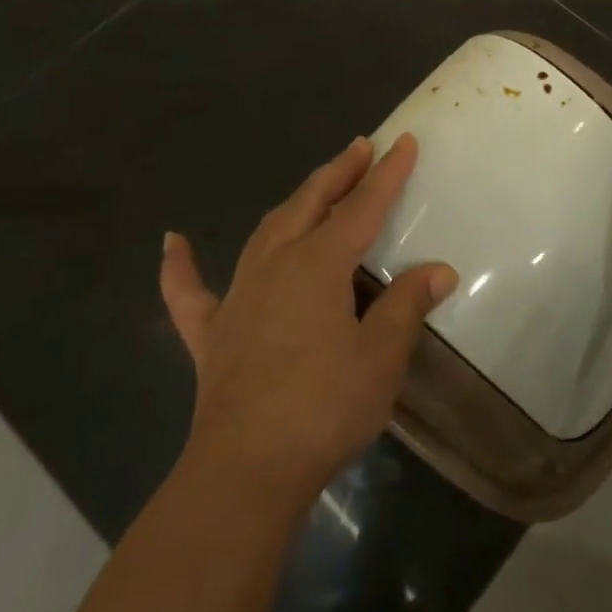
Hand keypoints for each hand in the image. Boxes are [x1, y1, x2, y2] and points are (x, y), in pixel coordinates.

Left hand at [160, 134, 456, 514]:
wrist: (246, 470)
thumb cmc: (324, 407)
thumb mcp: (381, 356)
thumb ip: (407, 305)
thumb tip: (440, 270)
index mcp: (318, 265)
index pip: (362, 208)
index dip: (386, 174)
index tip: (402, 141)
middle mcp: (275, 265)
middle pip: (309, 204)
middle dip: (338, 173)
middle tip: (359, 147)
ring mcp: (237, 296)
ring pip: (266, 232)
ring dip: (294, 203)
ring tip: (315, 187)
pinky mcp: (211, 333)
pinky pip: (189, 291)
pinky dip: (180, 266)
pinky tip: (172, 243)